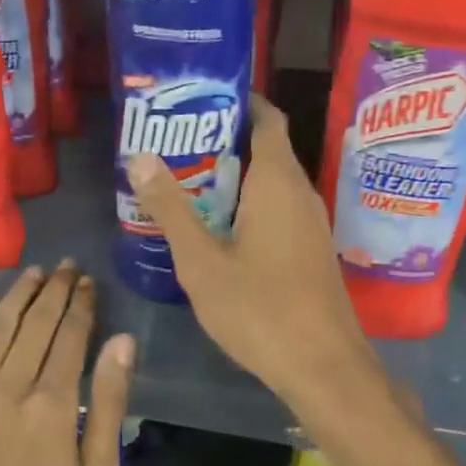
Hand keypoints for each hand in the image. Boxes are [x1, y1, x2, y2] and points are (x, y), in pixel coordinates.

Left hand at [0, 262, 135, 465]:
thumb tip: (122, 342)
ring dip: (17, 295)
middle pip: (34, 324)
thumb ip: (107, 405)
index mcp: (51, 405)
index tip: (89, 282)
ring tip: (35, 273)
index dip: (81, 305)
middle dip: (54, 291)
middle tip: (67, 266)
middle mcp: (7, 388)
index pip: (69, 337)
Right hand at [126, 93, 377, 407]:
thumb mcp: (202, 261)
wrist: (324, 366)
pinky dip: (248, 205)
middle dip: (222, 141)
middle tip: (174, 144)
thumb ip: (171, 209)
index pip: (266, 118)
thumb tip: (141, 157)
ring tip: (185, 182)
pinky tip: (216, 227)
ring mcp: (310, 223)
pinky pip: (277, 210)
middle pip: (265, 148)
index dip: (236, 101)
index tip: (196, 99)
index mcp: (277, 181)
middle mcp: (301, 192)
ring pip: (270, 183)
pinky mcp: (311, 249)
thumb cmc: (260, 309)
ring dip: (233, 178)